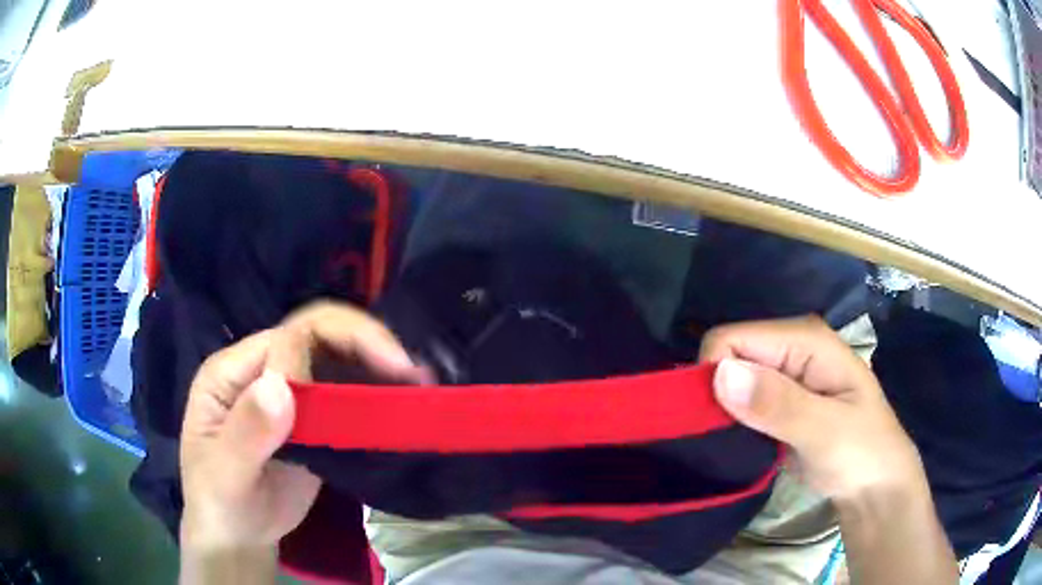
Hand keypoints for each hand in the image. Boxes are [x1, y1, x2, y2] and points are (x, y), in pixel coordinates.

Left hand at [179, 302, 428, 550]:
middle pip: (317, 336)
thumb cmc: (221, 505)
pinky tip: (399, 404)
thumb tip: (280, 387)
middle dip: (367, 345)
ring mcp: (286, 393)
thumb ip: (246, 435)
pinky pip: (342, 394)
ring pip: (335, 360)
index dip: (342, 342)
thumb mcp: (225, 477)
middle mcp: (260, 370)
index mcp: (232, 371)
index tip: (391, 369)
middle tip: (415, 374)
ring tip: (419, 385)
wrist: (237, 534)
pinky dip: (373, 393)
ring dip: (377, 366)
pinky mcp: (308, 418)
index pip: (290, 336)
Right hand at [700, 316, 922, 502]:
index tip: (715, 421)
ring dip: (723, 411)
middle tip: (723, 437)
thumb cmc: (862, 452)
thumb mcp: (826, 431)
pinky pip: (740, 402)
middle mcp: (791, 348)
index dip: (715, 375)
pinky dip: (732, 421)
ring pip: (731, 380)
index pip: (732, 338)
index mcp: (805, 339)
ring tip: (730, 443)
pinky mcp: (779, 402)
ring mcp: (785, 375)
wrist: (875, 484)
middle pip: (728, 356)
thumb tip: (721, 375)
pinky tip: (738, 443)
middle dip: (717, 394)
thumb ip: (779, 404)